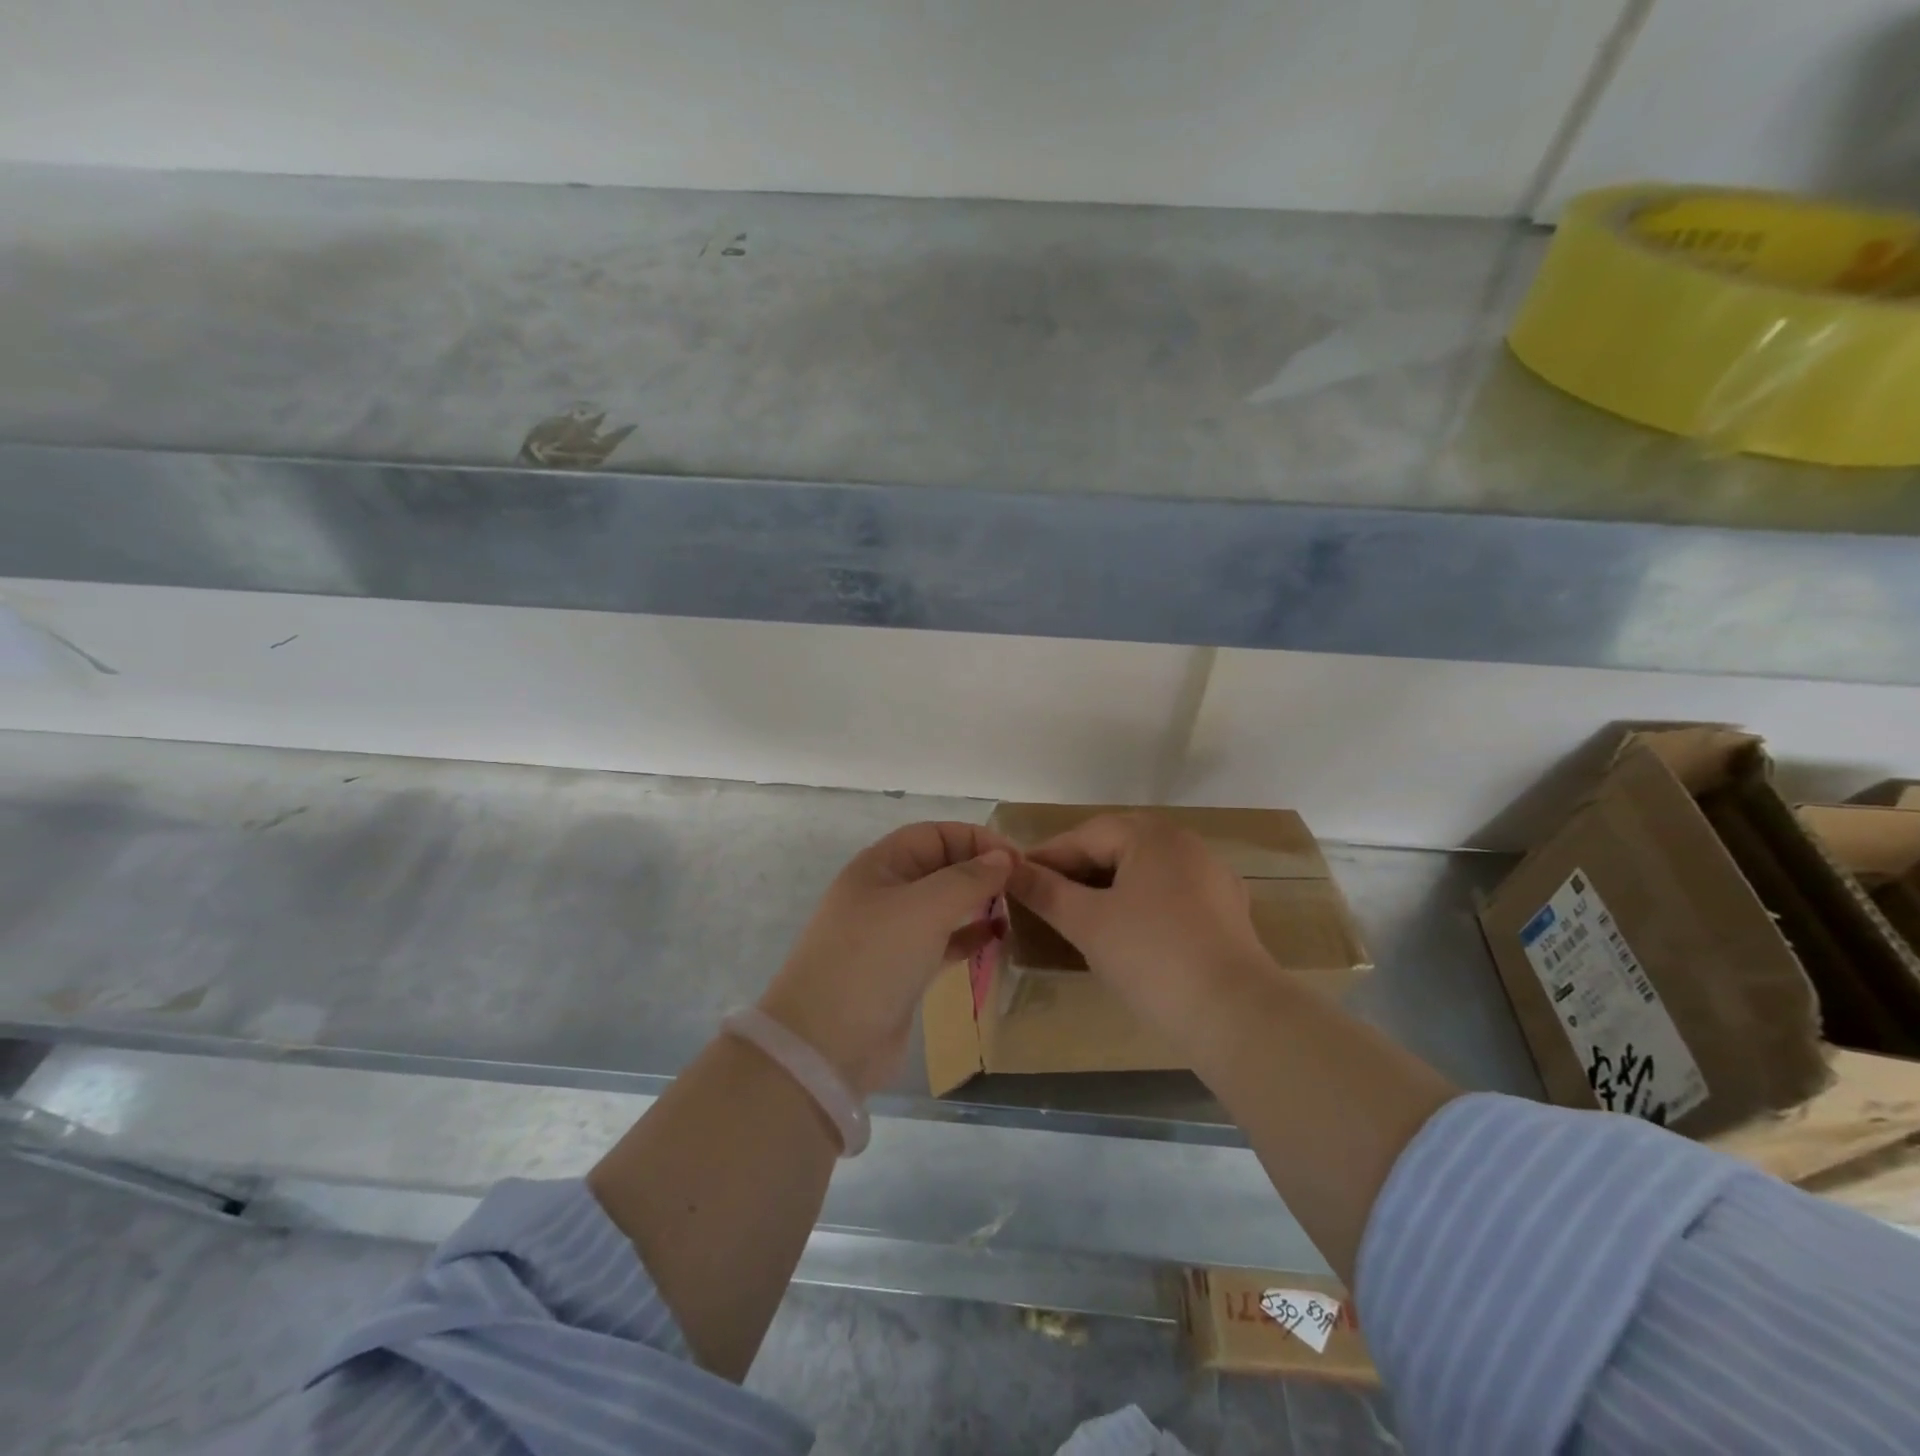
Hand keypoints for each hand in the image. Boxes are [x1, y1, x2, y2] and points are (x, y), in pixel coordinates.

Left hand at [758, 822, 1016, 1095]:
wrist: (826, 1045)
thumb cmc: (874, 959)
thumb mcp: (924, 908)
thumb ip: (968, 878)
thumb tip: (1004, 857)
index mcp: (881, 865)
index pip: (935, 834)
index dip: (976, 839)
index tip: (1017, 860)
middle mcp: (885, 893)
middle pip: (940, 866)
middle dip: (980, 869)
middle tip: (1024, 884)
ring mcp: (892, 934)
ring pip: (944, 905)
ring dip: (978, 902)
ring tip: (1017, 907)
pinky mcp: (903, 971)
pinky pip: (943, 941)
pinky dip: (969, 936)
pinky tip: (998, 938)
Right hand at [1008, 813, 1275, 1035]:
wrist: (1235, 1016)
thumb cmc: (1151, 957)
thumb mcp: (1087, 922)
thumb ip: (1045, 891)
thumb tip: (1009, 869)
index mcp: (1152, 835)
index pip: (1085, 835)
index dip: (1046, 856)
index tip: (1015, 878)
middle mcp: (1185, 843)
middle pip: (1117, 846)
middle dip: (1077, 869)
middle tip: (1042, 895)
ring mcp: (1211, 876)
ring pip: (1144, 871)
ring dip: (1107, 886)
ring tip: (1077, 913)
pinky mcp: (1226, 911)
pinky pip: (1169, 894)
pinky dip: (1139, 903)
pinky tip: (1126, 930)